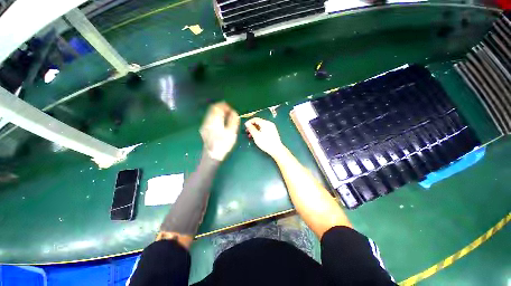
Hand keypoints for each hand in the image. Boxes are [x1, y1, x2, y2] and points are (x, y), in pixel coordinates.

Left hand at [200, 102, 239, 160]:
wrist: (212, 156)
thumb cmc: (223, 144)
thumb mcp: (231, 133)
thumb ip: (233, 121)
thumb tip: (234, 112)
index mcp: (215, 121)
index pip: (218, 107)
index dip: (224, 105)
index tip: (231, 108)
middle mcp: (208, 121)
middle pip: (213, 109)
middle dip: (221, 107)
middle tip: (229, 110)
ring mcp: (205, 125)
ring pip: (210, 113)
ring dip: (218, 112)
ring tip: (226, 115)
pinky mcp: (204, 129)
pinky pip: (210, 118)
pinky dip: (215, 116)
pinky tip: (220, 121)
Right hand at [245, 118, 284, 156]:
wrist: (276, 149)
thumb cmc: (266, 143)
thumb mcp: (256, 136)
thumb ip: (251, 129)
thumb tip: (247, 124)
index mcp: (265, 123)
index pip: (256, 119)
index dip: (249, 122)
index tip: (245, 126)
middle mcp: (269, 124)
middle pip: (258, 122)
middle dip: (252, 126)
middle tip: (247, 131)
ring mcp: (271, 127)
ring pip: (261, 126)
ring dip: (255, 129)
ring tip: (251, 135)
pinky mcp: (272, 131)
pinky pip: (264, 129)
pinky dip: (259, 131)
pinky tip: (256, 136)